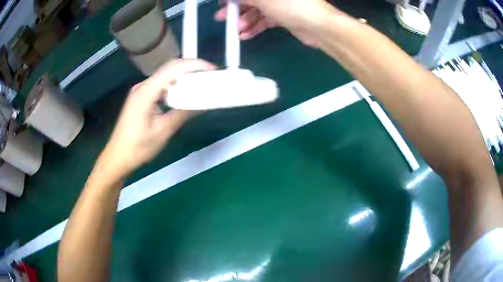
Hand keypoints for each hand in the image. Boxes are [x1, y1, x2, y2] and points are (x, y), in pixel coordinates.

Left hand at [100, 59, 215, 178]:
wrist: (118, 157)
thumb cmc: (138, 147)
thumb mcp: (162, 131)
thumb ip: (182, 114)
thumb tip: (202, 103)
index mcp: (146, 92)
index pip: (173, 69)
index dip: (193, 65)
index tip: (211, 69)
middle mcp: (142, 86)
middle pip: (169, 68)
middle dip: (190, 68)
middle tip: (208, 75)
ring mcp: (140, 91)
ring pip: (165, 76)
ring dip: (183, 77)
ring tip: (199, 82)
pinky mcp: (140, 97)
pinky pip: (160, 85)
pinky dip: (174, 85)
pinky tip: (182, 93)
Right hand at [215, 0, 332, 44]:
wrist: (318, 26)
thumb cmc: (292, 5)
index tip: (222, 3)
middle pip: (251, 0)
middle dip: (236, 9)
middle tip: (223, 18)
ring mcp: (280, 4)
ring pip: (257, 11)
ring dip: (244, 21)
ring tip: (236, 30)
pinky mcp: (283, 17)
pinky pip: (265, 20)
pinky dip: (255, 27)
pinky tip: (245, 35)